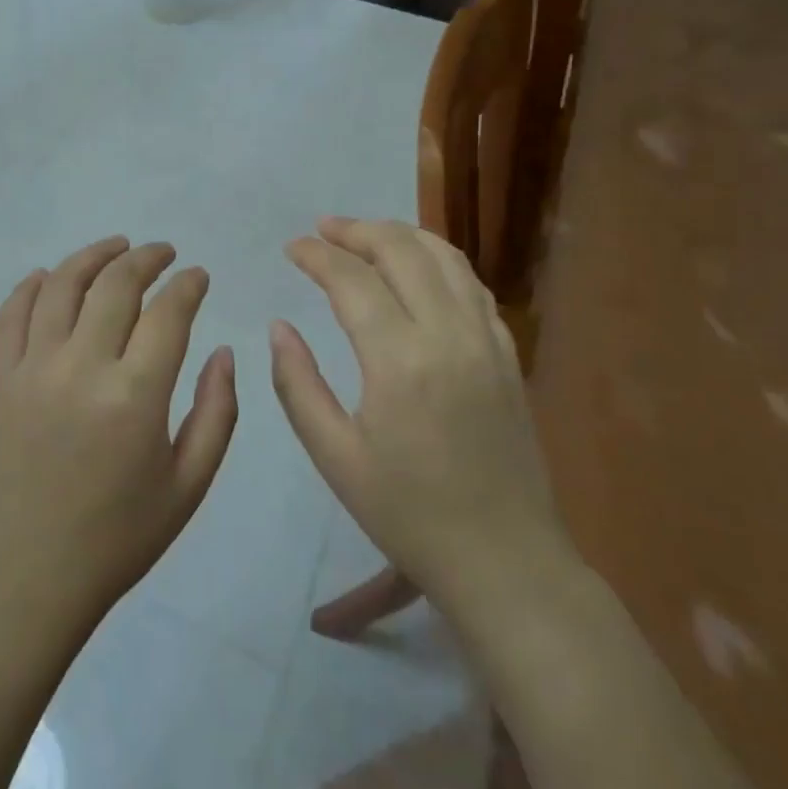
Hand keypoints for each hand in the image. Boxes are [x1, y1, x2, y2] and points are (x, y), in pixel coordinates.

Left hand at [0, 237, 237, 629]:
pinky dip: (33, 284)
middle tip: (164, 253)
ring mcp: (32, 369)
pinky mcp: (0, 379)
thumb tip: (224, 351)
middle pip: (115, 284)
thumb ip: (217, 412)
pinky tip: (52, 276)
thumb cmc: (120, 536)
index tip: (198, 276)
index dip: (188, 285)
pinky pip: (12, 313)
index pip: (167, 313)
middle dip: (146, 258)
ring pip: (61, 285)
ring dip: (93, 256)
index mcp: (134, 396)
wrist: (31, 574)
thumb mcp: (190, 484)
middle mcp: (80, 368)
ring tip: (117, 247)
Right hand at [270, 218, 571, 622]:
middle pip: (402, 250)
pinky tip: (418, 270)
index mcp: (399, 360)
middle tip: (323, 230)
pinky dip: (438, 261)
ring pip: (445, 256)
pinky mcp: (507, 354)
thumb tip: (280, 327)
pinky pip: (472, 284)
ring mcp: (487, 340)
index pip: (351, 279)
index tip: (292, 248)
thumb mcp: (334, 456)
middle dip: (357, 230)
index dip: (316, 255)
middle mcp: (448, 334)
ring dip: (400, 235)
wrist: (504, 558)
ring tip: (365, 236)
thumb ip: (298, 384)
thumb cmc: (408, 513)